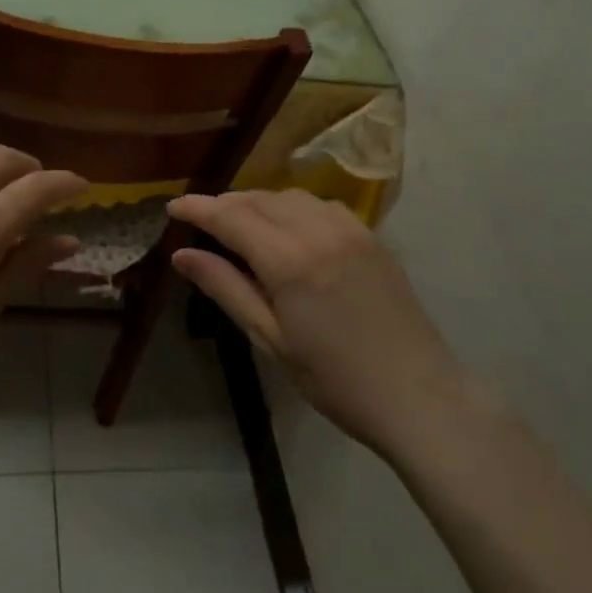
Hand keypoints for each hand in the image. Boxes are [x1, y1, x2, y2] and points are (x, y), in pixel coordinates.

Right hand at [167, 190, 464, 456]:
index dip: (198, 208)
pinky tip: (289, 229)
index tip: (173, 206)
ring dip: (260, 203)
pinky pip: (321, 205)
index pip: (231, 217)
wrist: (418, 396)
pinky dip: (293, 207)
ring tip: (241, 225)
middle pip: (259, 199)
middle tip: (202, 221)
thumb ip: (226, 288)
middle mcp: (318, 230)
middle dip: (226, 204)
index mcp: (289, 260)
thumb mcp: (271, 339)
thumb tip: (182, 254)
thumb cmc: (334, 380)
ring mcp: (350, 229)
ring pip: (291, 196)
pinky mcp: (371, 236)